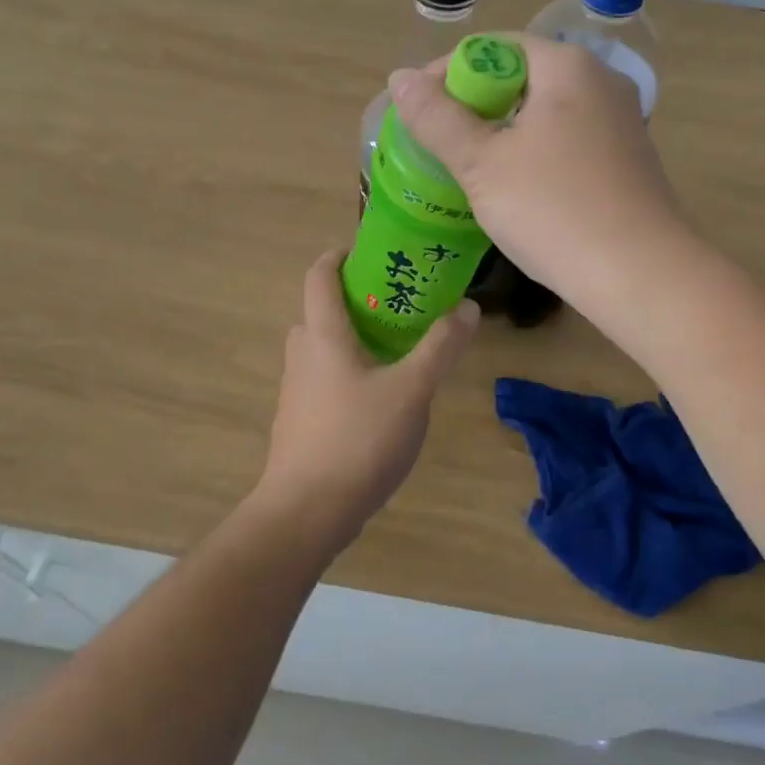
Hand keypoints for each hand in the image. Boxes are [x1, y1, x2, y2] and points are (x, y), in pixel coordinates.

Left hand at [255, 250, 478, 550]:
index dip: (340, 255)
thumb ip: (440, 347)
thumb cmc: (358, 439)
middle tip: (400, 302)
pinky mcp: (300, 422)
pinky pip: (325, 380)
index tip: (372, 251)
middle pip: (322, 310)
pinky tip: (382, 398)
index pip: (319, 275)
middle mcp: (302, 355)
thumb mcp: (412, 390)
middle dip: (357, 299)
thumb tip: (467, 307)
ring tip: (399, 348)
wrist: (306, 513)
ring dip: (355, 338)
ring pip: (324, 348)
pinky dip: (349, 372)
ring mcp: (296, 391)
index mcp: (323, 335)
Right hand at [388, 35, 686, 310]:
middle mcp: (601, 82)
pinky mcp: (628, 160)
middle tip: (438, 142)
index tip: (415, 109)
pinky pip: (568, 140)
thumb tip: (399, 78)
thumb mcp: (481, 164)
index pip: (494, 47)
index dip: (446, 72)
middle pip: (522, 77)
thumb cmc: (554, 211)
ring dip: (503, 132)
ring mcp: (621, 122)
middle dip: (474, 105)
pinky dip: (534, 152)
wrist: (642, 276)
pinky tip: (516, 188)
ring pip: (545, 112)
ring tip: (468, 166)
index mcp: (567, 67)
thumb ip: (437, 118)